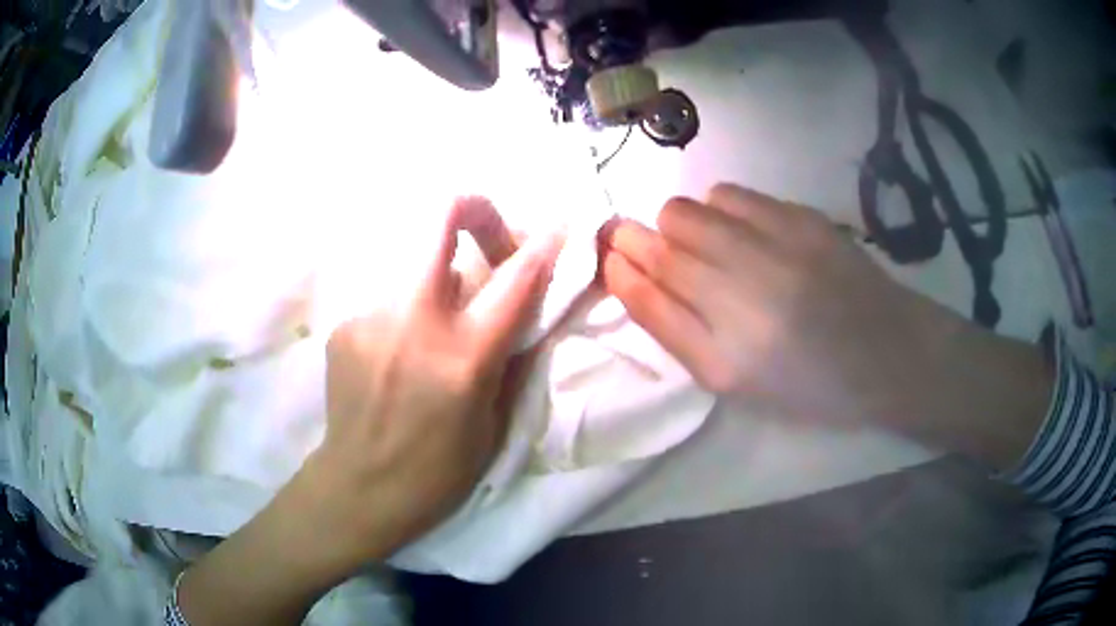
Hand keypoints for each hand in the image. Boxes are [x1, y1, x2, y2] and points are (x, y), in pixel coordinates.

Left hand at [308, 198, 562, 565]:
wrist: (360, 488)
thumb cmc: (439, 471)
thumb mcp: (494, 423)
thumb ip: (509, 357)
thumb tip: (524, 308)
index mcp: (464, 357)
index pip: (516, 279)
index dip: (544, 244)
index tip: (558, 226)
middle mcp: (414, 321)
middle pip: (438, 219)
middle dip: (473, 209)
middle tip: (486, 231)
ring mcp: (371, 317)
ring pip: (413, 262)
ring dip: (438, 276)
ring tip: (437, 320)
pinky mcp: (344, 325)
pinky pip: (388, 299)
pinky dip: (405, 313)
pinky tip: (398, 354)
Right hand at [601, 184, 1050, 463]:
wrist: (889, 354)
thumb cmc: (812, 384)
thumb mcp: (739, 383)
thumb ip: (682, 333)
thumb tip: (637, 279)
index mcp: (722, 359)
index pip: (645, 296)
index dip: (619, 268)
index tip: (610, 254)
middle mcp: (740, 300)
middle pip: (657, 244)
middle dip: (634, 237)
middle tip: (641, 243)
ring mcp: (771, 252)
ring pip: (686, 212)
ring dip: (678, 225)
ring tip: (702, 243)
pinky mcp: (800, 221)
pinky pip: (728, 195)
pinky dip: (718, 208)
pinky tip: (737, 228)